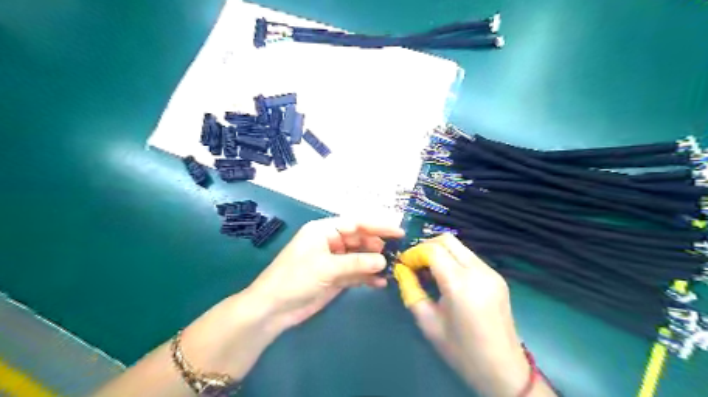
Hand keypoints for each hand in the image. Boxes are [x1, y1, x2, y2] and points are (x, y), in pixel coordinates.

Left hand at [247, 217, 402, 331]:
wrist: (274, 309)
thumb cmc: (295, 278)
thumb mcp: (326, 267)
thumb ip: (356, 263)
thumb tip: (383, 261)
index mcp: (325, 230)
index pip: (356, 223)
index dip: (377, 226)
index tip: (398, 232)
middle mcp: (331, 242)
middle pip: (360, 240)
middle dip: (377, 246)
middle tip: (397, 253)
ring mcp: (334, 261)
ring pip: (360, 257)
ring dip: (374, 262)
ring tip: (392, 268)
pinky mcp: (336, 277)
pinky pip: (356, 274)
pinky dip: (368, 277)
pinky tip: (380, 282)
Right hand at [395, 235, 554, 396]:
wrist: (503, 370)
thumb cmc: (461, 351)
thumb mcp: (428, 322)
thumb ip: (411, 290)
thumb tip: (401, 270)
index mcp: (460, 284)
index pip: (432, 250)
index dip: (414, 253)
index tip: (404, 265)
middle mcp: (478, 271)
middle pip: (447, 240)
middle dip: (426, 247)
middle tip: (415, 264)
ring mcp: (491, 272)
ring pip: (459, 246)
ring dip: (440, 252)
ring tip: (429, 271)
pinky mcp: (497, 277)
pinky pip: (469, 257)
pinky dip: (453, 259)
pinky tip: (447, 278)